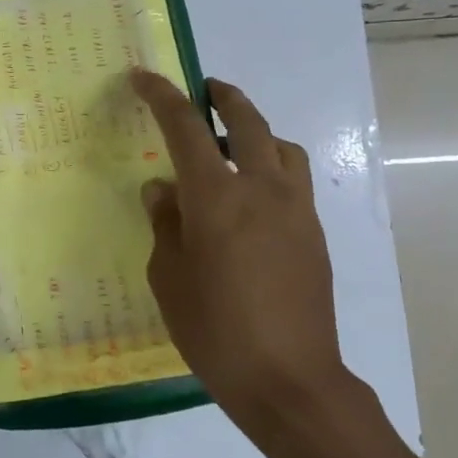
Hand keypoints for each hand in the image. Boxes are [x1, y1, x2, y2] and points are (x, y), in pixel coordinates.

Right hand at [131, 70, 347, 419]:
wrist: (289, 380)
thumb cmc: (215, 330)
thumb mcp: (169, 277)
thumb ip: (165, 224)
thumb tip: (163, 190)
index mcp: (216, 196)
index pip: (186, 127)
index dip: (162, 96)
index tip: (143, 77)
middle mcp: (262, 189)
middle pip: (247, 121)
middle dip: (223, 97)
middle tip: (204, 90)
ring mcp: (295, 210)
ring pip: (281, 147)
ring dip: (256, 131)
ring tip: (232, 146)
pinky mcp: (314, 234)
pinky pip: (293, 180)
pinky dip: (271, 166)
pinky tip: (251, 199)